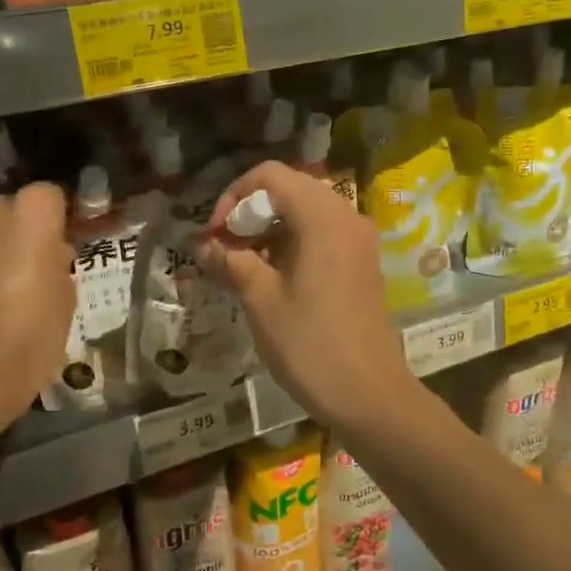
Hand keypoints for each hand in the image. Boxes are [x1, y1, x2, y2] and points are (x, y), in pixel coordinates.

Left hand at [0, 183, 74, 430]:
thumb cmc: (30, 335)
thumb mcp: (66, 297)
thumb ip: (58, 261)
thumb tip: (48, 254)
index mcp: (28, 213)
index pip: (51, 196)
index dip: (59, 221)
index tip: (65, 247)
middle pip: (12, 210)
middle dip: (24, 232)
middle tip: (39, 268)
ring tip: (10, 291)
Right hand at [197, 162, 416, 433]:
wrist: (369, 395)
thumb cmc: (310, 343)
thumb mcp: (261, 300)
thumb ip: (231, 261)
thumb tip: (201, 243)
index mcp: (322, 216)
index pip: (270, 175)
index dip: (233, 196)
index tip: (215, 234)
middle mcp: (346, 217)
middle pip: (290, 190)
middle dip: (250, 213)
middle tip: (224, 250)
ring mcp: (359, 241)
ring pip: (305, 214)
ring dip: (269, 230)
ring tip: (241, 266)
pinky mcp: (362, 264)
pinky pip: (322, 236)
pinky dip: (292, 244)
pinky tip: (271, 277)